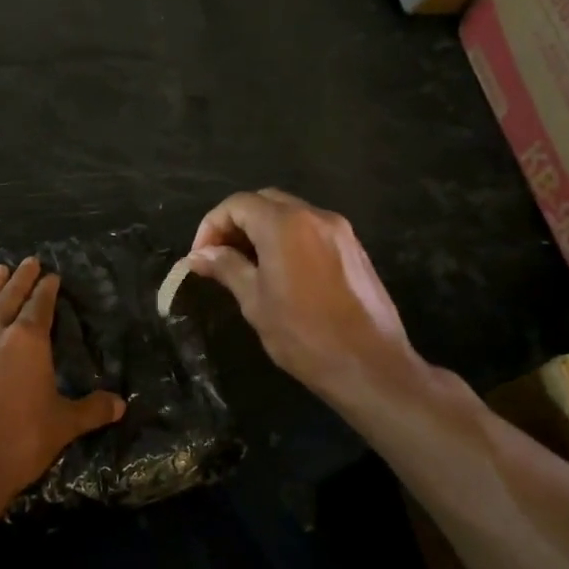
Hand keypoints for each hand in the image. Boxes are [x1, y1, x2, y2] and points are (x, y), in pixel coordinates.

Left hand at [0, 258, 126, 526]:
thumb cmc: (18, 441)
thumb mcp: (62, 426)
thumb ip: (91, 410)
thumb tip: (120, 404)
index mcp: (27, 341)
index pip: (39, 306)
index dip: (47, 289)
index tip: (52, 276)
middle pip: (8, 297)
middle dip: (20, 278)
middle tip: (28, 261)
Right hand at [180, 189, 420, 397]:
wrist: (371, 365)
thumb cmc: (304, 335)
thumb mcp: (255, 302)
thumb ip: (226, 268)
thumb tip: (198, 256)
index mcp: (285, 224)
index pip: (238, 204)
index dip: (212, 225)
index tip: (200, 257)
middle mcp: (315, 216)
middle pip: (265, 202)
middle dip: (236, 223)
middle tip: (219, 257)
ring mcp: (340, 231)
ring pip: (291, 214)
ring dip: (262, 231)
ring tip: (246, 266)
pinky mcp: (354, 249)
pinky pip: (312, 231)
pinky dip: (288, 239)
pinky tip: (280, 272)